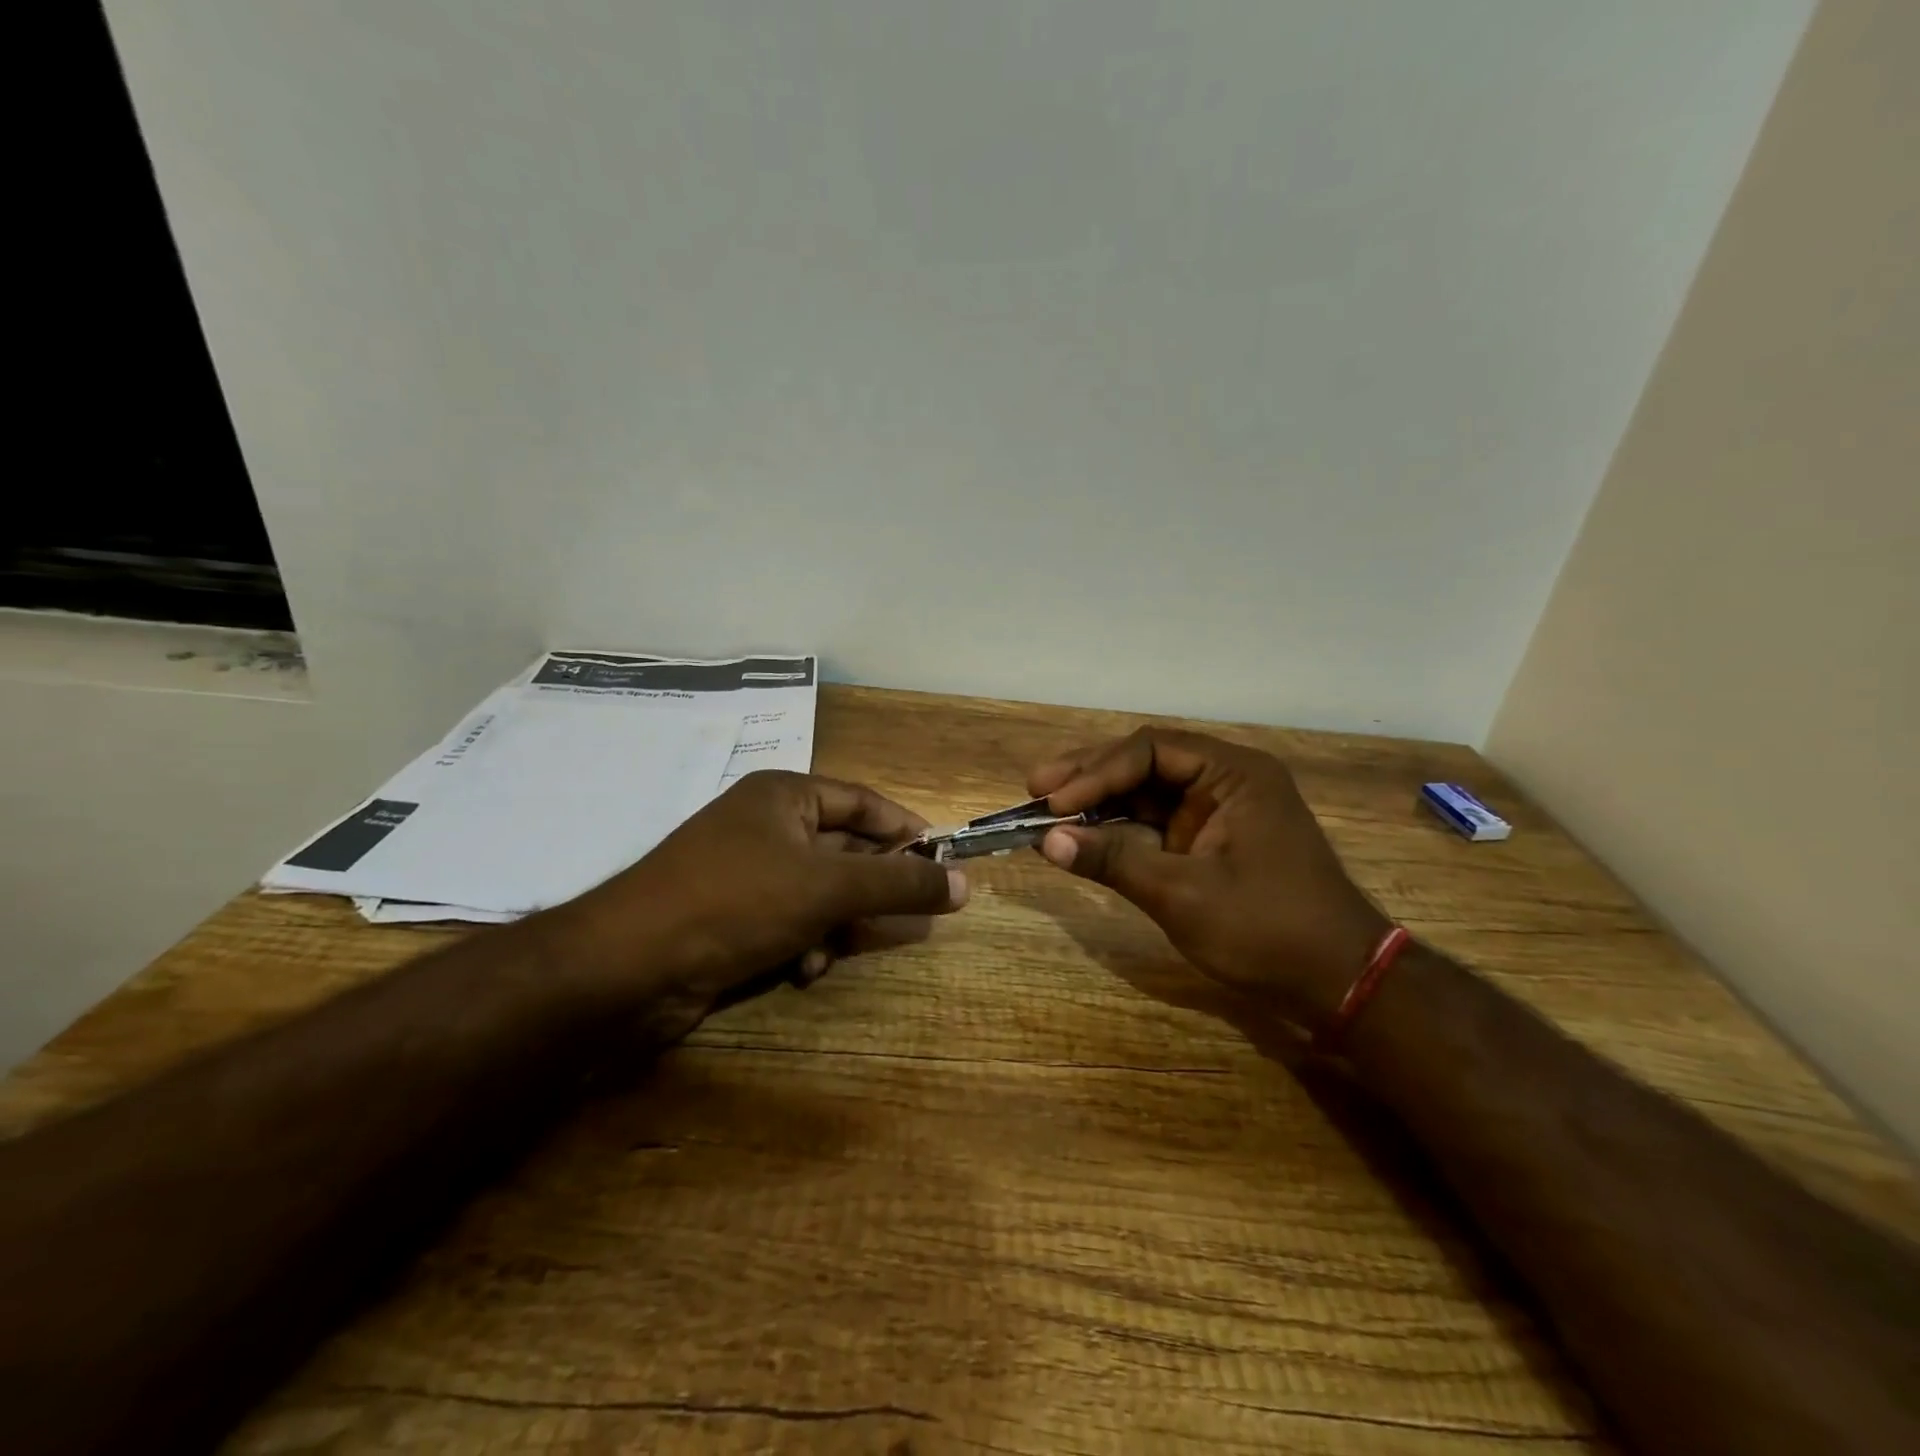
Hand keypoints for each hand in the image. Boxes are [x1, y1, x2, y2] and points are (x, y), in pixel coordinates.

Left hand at [554, 771, 968, 1039]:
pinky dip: (805, 943)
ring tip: (836, 949)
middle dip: (870, 888)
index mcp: (785, 795)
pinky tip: (802, 970)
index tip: (943, 861)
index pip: (863, 801)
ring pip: (820, 891)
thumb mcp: (828, 889)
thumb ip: (899, 884)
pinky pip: (790, 919)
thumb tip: (965, 884)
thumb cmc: (736, 903)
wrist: (629, 966)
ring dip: (837, 924)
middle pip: (843, 849)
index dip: (906, 829)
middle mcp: (765, 824)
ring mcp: (745, 870)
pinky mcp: (730, 914)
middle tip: (905, 915)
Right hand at [1029, 728, 1389, 1028]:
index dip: (1096, 772)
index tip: (1053, 803)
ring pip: (1146, 792)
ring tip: (1046, 809)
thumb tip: (1045, 842)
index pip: (1150, 749)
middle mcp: (1226, 780)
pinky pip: (1155, 824)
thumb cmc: (1268, 931)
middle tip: (1035, 789)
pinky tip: (1081, 835)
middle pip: (1144, 762)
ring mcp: (1218, 812)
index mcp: (1234, 773)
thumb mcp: (1183, 895)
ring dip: (1098, 801)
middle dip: (1089, 777)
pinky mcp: (1210, 842)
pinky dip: (1118, 830)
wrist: (1340, 985)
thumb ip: (1113, 861)